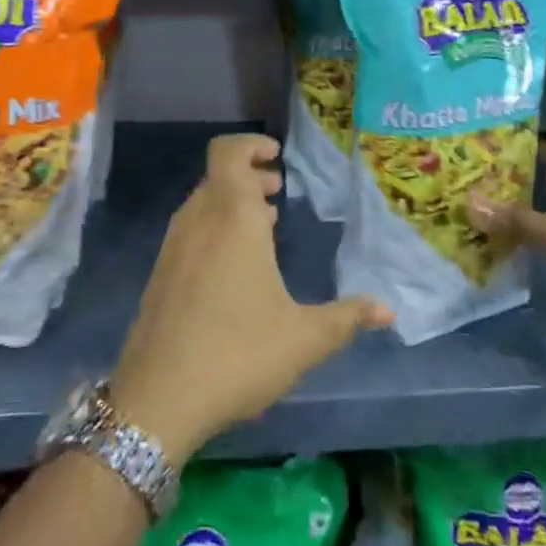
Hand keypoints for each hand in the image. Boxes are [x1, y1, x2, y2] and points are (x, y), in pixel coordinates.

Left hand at [110, 134, 392, 462]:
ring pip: (203, 203)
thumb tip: (388, 311)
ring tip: (265, 226)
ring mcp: (173, 247)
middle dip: (249, 176)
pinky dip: (214, 228)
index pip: (228, 152)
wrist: (157, 400)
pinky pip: (191, 231)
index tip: (276, 156)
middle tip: (277, 191)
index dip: (250, 145)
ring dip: (232, 203)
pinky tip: (235, 267)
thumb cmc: (238, 353)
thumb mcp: (304, 339)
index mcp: (233, 218)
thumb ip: (347, 318)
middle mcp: (198, 220)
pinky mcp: (160, 275)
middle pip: (218, 176)